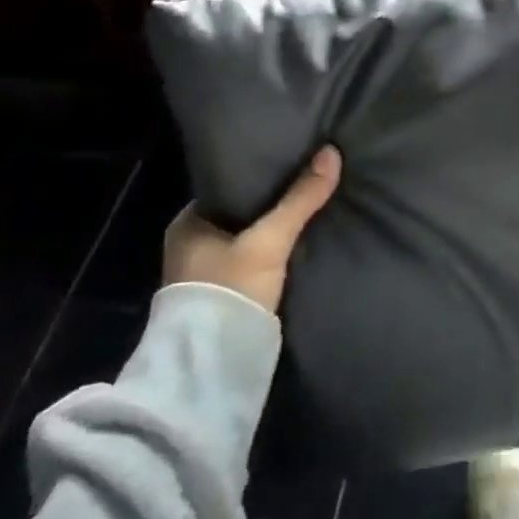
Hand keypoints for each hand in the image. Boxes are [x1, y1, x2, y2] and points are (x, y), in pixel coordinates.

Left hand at [162, 146, 341, 313]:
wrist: (213, 366)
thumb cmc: (229, 291)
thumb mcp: (269, 240)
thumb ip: (300, 200)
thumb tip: (332, 152)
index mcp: (186, 224)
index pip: (228, 186)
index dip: (259, 174)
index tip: (291, 161)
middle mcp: (191, 245)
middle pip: (241, 212)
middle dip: (271, 202)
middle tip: (308, 181)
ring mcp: (206, 273)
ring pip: (248, 237)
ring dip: (273, 229)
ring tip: (310, 206)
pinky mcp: (225, 296)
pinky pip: (253, 260)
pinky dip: (273, 251)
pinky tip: (300, 242)